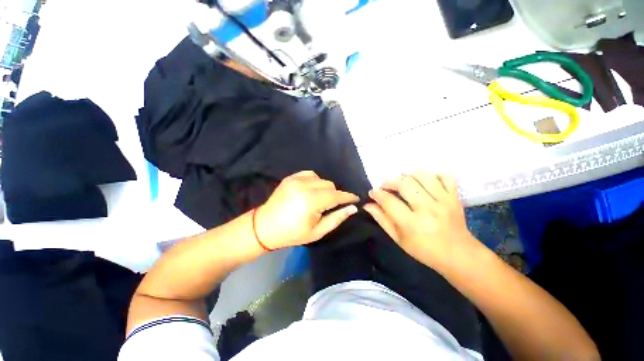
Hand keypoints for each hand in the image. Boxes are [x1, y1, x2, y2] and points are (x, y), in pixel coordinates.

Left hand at [255, 171, 359, 248]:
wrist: (265, 226)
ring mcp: (296, 180)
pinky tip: (311, 190)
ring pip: (321, 179)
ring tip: (319, 199)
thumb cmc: (292, 233)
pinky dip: (315, 181)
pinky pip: (310, 174)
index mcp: (311, 201)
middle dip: (335, 195)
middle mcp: (304, 186)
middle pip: (330, 185)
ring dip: (325, 188)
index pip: (336, 196)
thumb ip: (337, 218)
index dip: (348, 197)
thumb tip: (353, 208)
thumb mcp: (317, 231)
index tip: (355, 198)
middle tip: (330, 206)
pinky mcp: (290, 177)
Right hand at [364, 172, 478, 270]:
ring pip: (422, 176)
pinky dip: (432, 175)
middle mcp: (428, 209)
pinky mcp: (455, 197)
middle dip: (389, 182)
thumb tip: (368, 205)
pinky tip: (424, 181)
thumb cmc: (424, 250)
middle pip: (404, 184)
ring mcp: (444, 201)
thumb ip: (382, 220)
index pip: (388, 201)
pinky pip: (445, 176)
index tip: (373, 192)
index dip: (377, 194)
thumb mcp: (398, 239)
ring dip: (407, 175)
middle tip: (385, 186)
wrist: (459, 255)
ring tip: (402, 181)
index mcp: (412, 223)